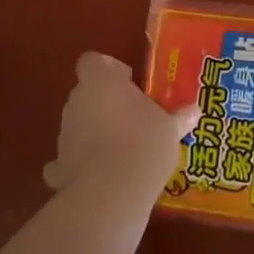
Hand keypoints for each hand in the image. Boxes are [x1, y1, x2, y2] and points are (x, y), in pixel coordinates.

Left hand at [44, 52, 199, 194]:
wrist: (112, 193)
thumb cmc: (144, 144)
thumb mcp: (170, 128)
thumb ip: (179, 116)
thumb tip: (194, 110)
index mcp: (101, 82)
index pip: (91, 61)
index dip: (107, 68)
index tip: (128, 81)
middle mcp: (77, 101)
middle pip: (86, 92)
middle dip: (105, 102)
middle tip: (133, 117)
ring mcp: (64, 134)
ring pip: (78, 124)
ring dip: (94, 131)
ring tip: (121, 150)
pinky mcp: (59, 167)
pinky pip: (66, 160)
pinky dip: (78, 165)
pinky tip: (97, 176)